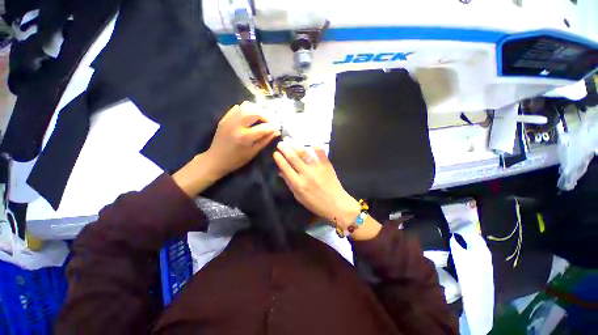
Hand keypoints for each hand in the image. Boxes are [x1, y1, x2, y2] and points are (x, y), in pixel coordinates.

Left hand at [207, 102, 280, 177]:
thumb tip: (276, 131)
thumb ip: (265, 140)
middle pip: (255, 112)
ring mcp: (229, 120)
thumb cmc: (237, 160)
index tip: (278, 127)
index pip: (264, 127)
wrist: (215, 160)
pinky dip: (246, 109)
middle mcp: (237, 125)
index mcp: (245, 137)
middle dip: (266, 115)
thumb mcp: (253, 152)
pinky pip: (237, 108)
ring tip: (261, 117)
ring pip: (246, 106)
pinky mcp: (224, 118)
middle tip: (270, 121)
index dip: (273, 126)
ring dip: (256, 110)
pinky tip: (250, 117)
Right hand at [273, 139, 359, 229]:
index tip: (275, 153)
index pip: (285, 167)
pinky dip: (315, 147)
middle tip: (280, 143)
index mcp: (298, 183)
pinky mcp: (326, 164)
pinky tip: (309, 144)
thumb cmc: (315, 203)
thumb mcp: (299, 196)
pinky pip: (320, 152)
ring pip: (304, 153)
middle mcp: (306, 173)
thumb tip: (280, 171)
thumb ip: (289, 183)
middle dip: (285, 149)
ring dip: (295, 145)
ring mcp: (317, 167)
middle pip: (293, 158)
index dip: (279, 159)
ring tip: (289, 140)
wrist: (335, 203)